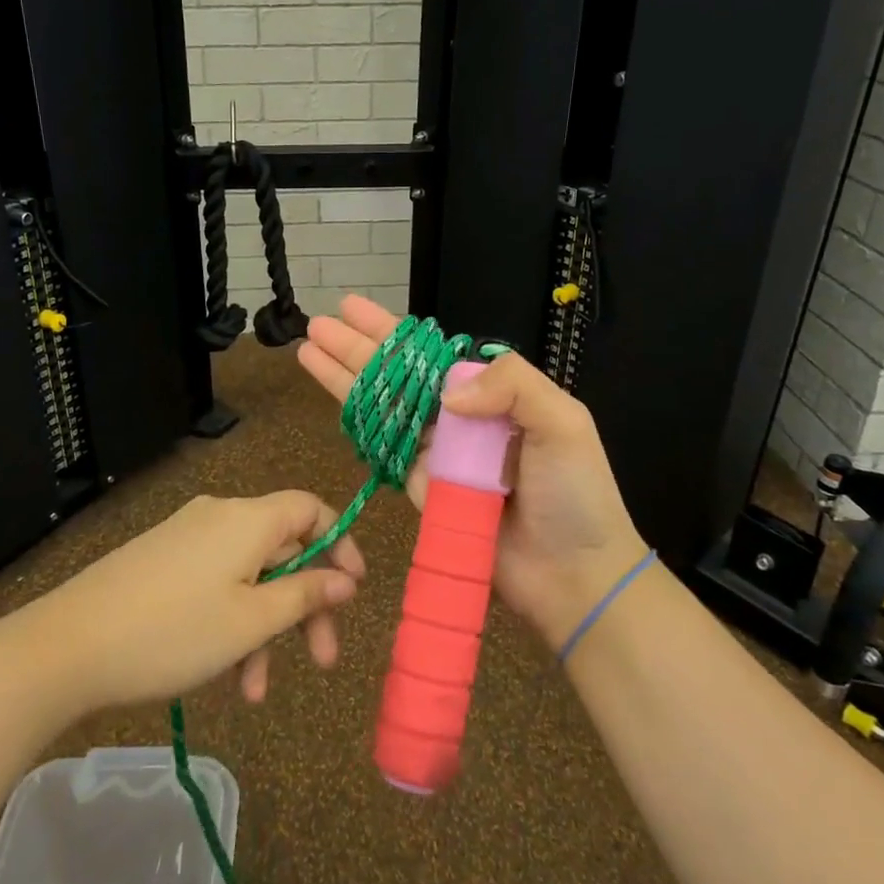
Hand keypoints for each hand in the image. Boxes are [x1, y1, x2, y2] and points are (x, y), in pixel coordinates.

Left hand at [35, 491, 365, 710]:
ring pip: (249, 577)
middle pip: (282, 549)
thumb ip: (305, 596)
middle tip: (323, 662)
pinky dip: (231, 623)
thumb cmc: (173, 632)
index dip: (339, 543)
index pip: (310, 509)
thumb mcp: (250, 621)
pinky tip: (224, 677)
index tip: (353, 589)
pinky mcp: (163, 563)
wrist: (67, 647)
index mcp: (247, 519)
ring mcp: (188, 539)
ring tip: (254, 692)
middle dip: (305, 606)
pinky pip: (216, 585)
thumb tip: (345, 580)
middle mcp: (220, 517)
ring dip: (263, 629)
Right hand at [298, 295, 643, 647]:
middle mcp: (459, 417)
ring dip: (344, 378)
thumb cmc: (575, 494)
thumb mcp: (564, 422)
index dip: (390, 331)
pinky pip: (384, 448)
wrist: (573, 575)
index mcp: (492, 393)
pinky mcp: (420, 488)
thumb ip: (512, 385)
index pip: (431, 352)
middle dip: (355, 348)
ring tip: (308, 350)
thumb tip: (446, 394)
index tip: (354, 308)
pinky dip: (357, 422)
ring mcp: (436, 452)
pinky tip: (332, 400)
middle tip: (317, 323)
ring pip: (381, 405)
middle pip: (396, 374)